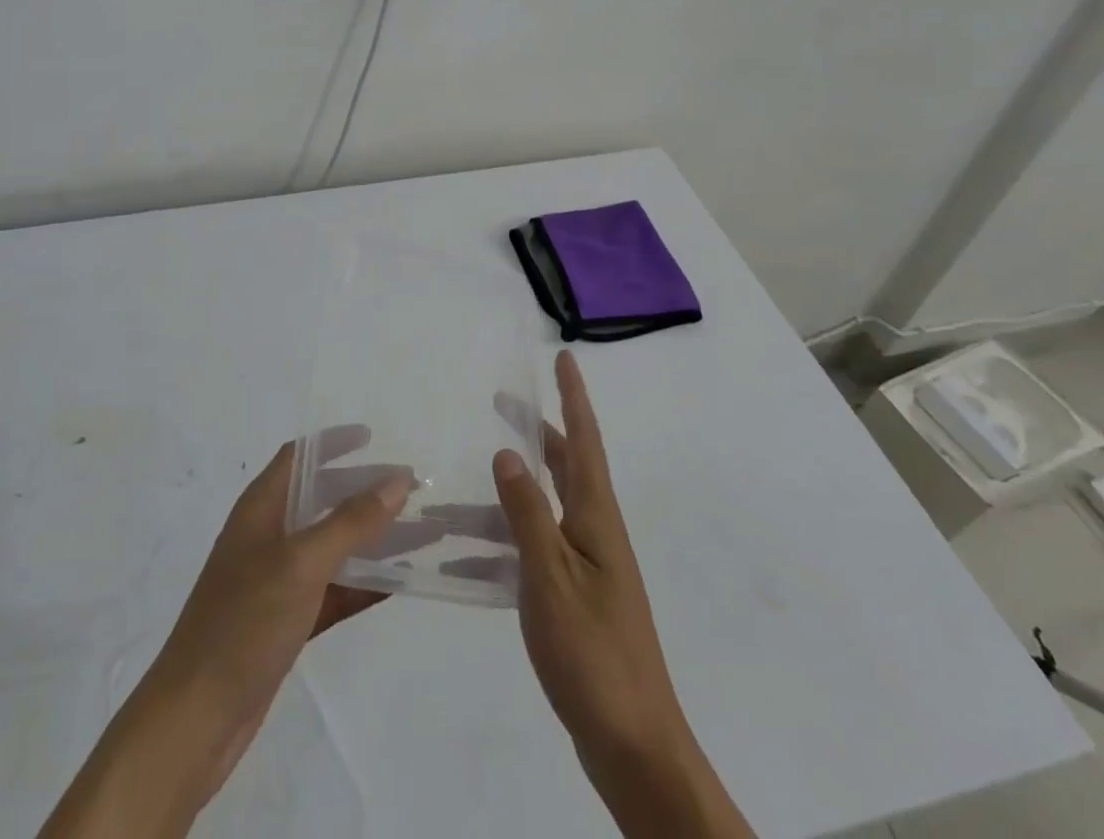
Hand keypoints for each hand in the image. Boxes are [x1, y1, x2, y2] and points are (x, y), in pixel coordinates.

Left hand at [144, 438, 412, 790]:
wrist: (197, 717)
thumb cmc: (244, 621)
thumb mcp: (301, 563)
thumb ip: (351, 521)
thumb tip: (397, 480)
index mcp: (260, 508)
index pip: (298, 457)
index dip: (332, 442)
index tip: (374, 437)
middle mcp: (267, 536)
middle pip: (320, 499)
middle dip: (362, 491)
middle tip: (409, 488)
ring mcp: (275, 581)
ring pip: (331, 546)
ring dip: (370, 539)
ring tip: (419, 533)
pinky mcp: (285, 622)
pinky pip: (332, 590)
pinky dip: (361, 584)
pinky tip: (398, 584)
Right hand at [492, 349, 753, 838]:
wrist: (633, 744)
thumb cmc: (592, 653)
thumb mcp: (550, 577)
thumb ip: (527, 513)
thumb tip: (508, 452)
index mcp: (596, 518)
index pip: (585, 441)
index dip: (574, 398)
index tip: (565, 358)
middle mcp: (597, 532)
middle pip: (569, 466)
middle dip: (541, 431)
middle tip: (505, 403)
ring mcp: (590, 566)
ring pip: (549, 506)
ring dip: (517, 486)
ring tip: (476, 474)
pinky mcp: (579, 598)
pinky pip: (538, 546)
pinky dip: (506, 538)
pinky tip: (469, 554)